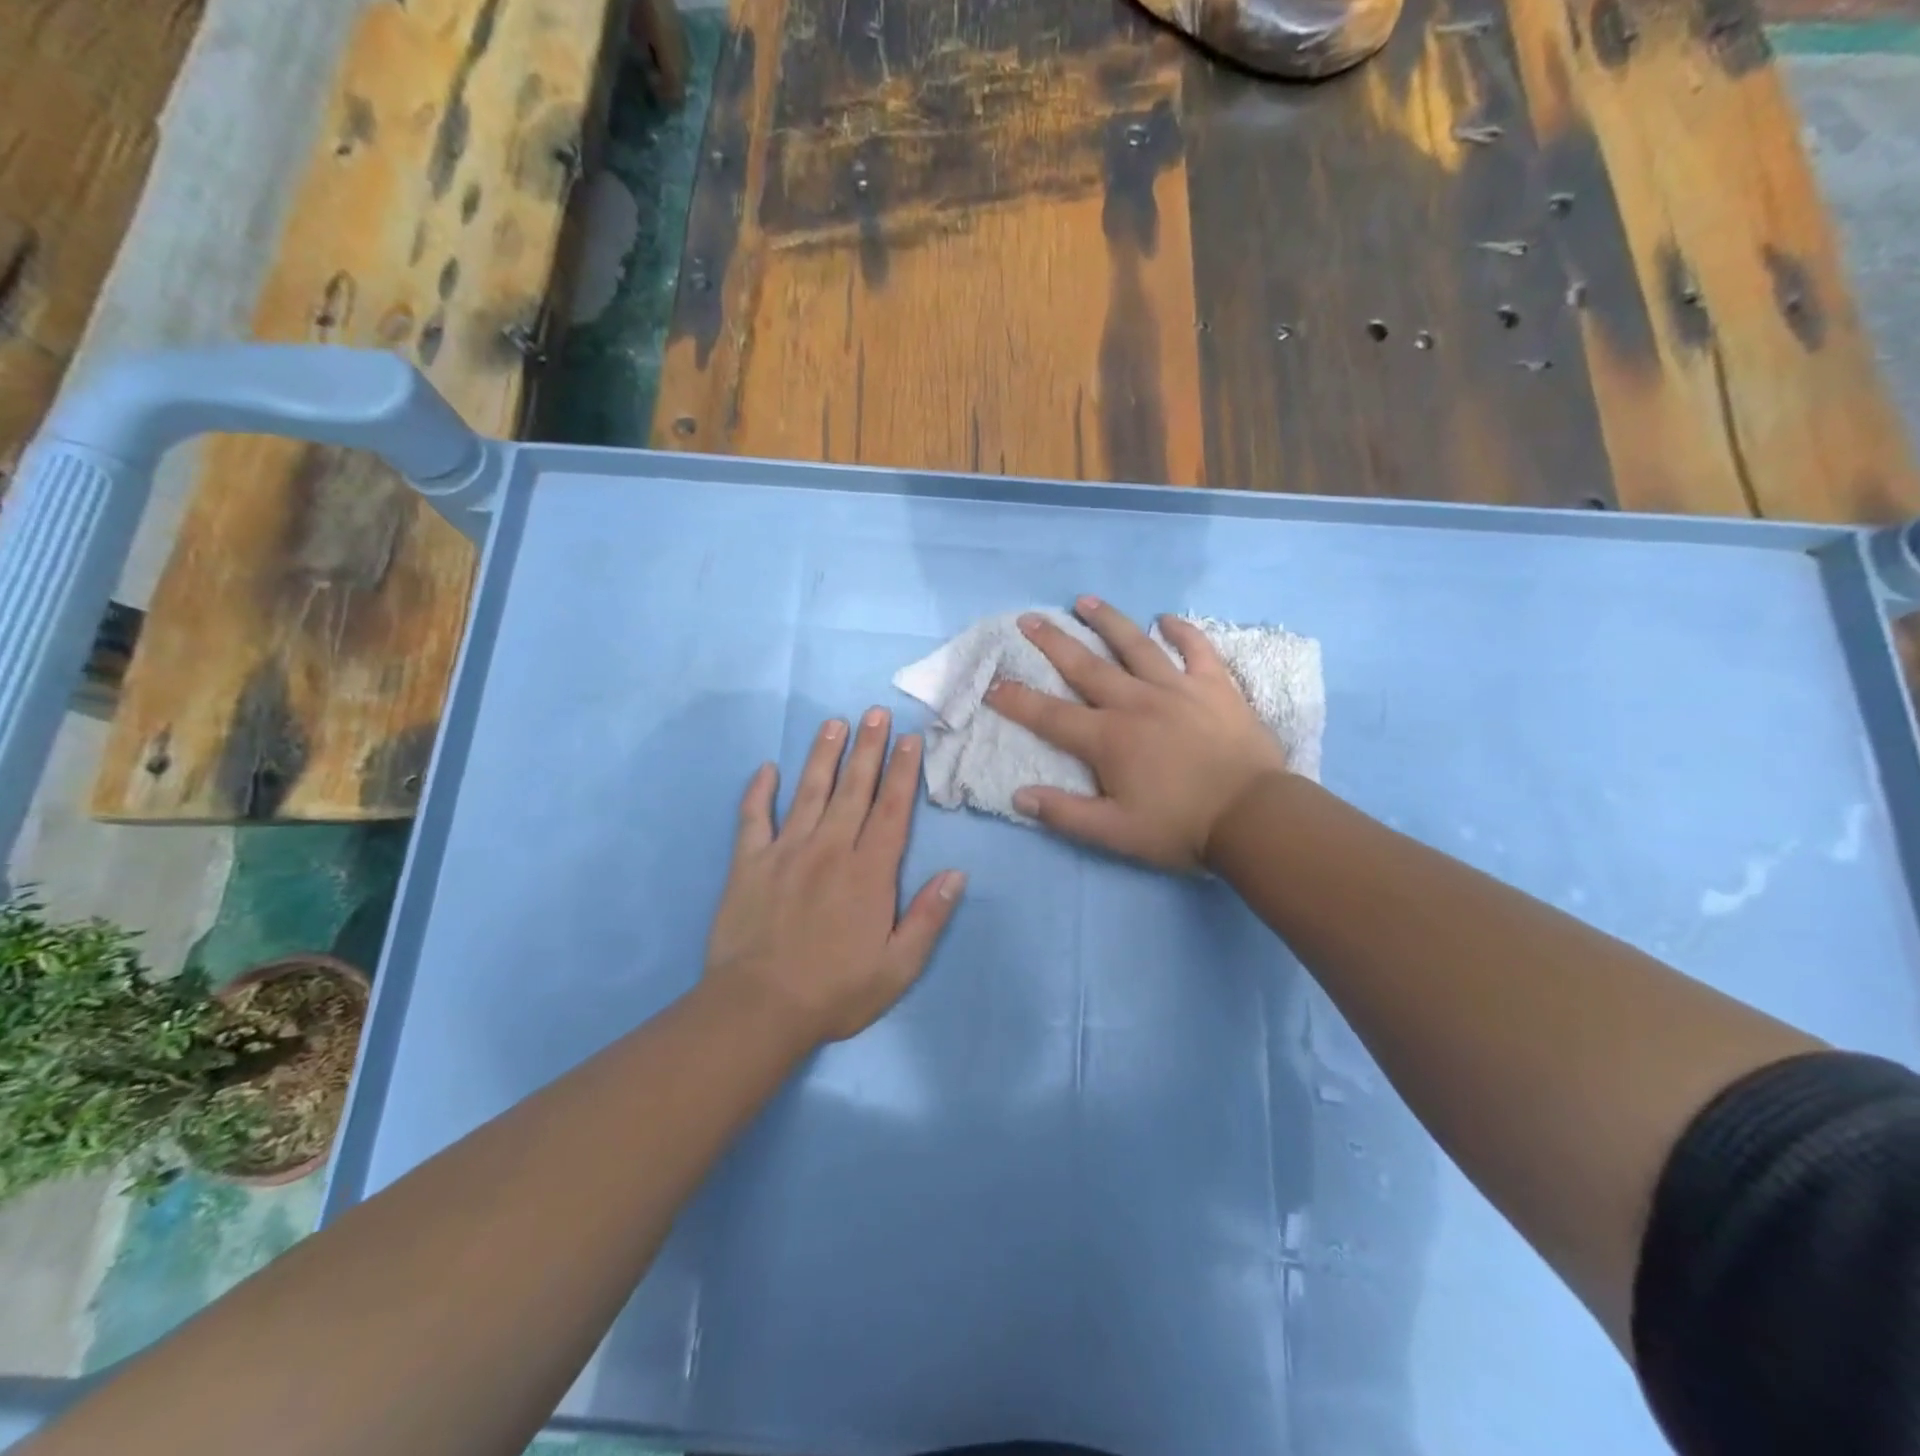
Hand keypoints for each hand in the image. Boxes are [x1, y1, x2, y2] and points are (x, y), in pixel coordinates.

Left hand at [703, 710, 965, 1045]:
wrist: (758, 1009)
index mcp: (869, 872)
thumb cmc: (835, 991)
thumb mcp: (897, 968)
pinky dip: (758, 792)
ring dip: (823, 755)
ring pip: (808, 792)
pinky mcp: (748, 863)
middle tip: (876, 713)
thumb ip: (928, 918)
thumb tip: (957, 874)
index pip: (892, 810)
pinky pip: (753, 818)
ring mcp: (786, 852)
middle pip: (853, 789)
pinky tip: (766, 769)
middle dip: (868, 748)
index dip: (903, 772)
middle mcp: (830, 849)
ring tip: (834, 723)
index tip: (910, 739)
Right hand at [985, 597, 1289, 871]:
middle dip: (1052, 643)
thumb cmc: (1181, 827)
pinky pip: (1197, 649)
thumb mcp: (1115, 833)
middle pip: (1086, 667)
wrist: (1254, 817)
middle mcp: (1136, 703)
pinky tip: (1167, 619)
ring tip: (1085, 601)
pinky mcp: (1215, 687)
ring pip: (1135, 645)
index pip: (1050, 716)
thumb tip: (1019, 796)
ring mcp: (1177, 689)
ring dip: (1108, 621)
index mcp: (1108, 739)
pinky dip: (1182, 632)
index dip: (1016, 700)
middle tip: (1028, 620)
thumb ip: (1065, 813)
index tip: (991, 683)